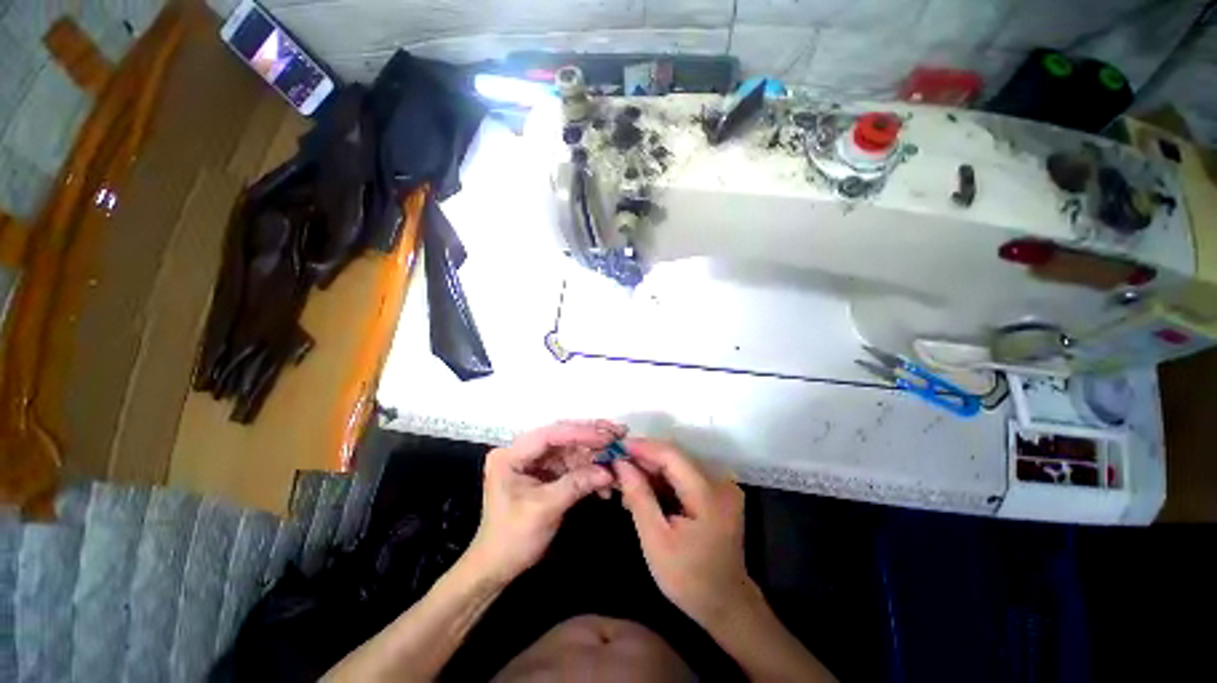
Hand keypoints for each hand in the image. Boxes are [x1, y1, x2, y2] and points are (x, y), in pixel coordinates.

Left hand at [465, 421, 623, 583]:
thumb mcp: (545, 509)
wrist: (498, 567)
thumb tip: (609, 471)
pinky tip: (607, 481)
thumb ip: (576, 484)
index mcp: (511, 455)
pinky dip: (590, 471)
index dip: (579, 433)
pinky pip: (572, 464)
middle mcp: (523, 451)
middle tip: (619, 434)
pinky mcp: (546, 472)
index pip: (549, 435)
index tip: (606, 437)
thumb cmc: (512, 539)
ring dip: (595, 456)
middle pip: (562, 437)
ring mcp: (535, 461)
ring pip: (571, 449)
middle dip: (591, 438)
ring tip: (619, 459)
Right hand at [613, 439, 755, 627]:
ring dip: (652, 468)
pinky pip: (686, 475)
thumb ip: (639, 497)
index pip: (672, 455)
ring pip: (679, 464)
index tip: (617, 447)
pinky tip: (645, 489)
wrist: (725, 604)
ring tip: (627, 479)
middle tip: (617, 465)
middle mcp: (720, 481)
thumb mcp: (656, 540)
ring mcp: (722, 486)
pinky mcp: (718, 492)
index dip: (643, 447)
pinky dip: (664, 479)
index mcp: (709, 494)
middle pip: (676, 457)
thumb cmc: (688, 579)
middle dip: (645, 458)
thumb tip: (621, 463)